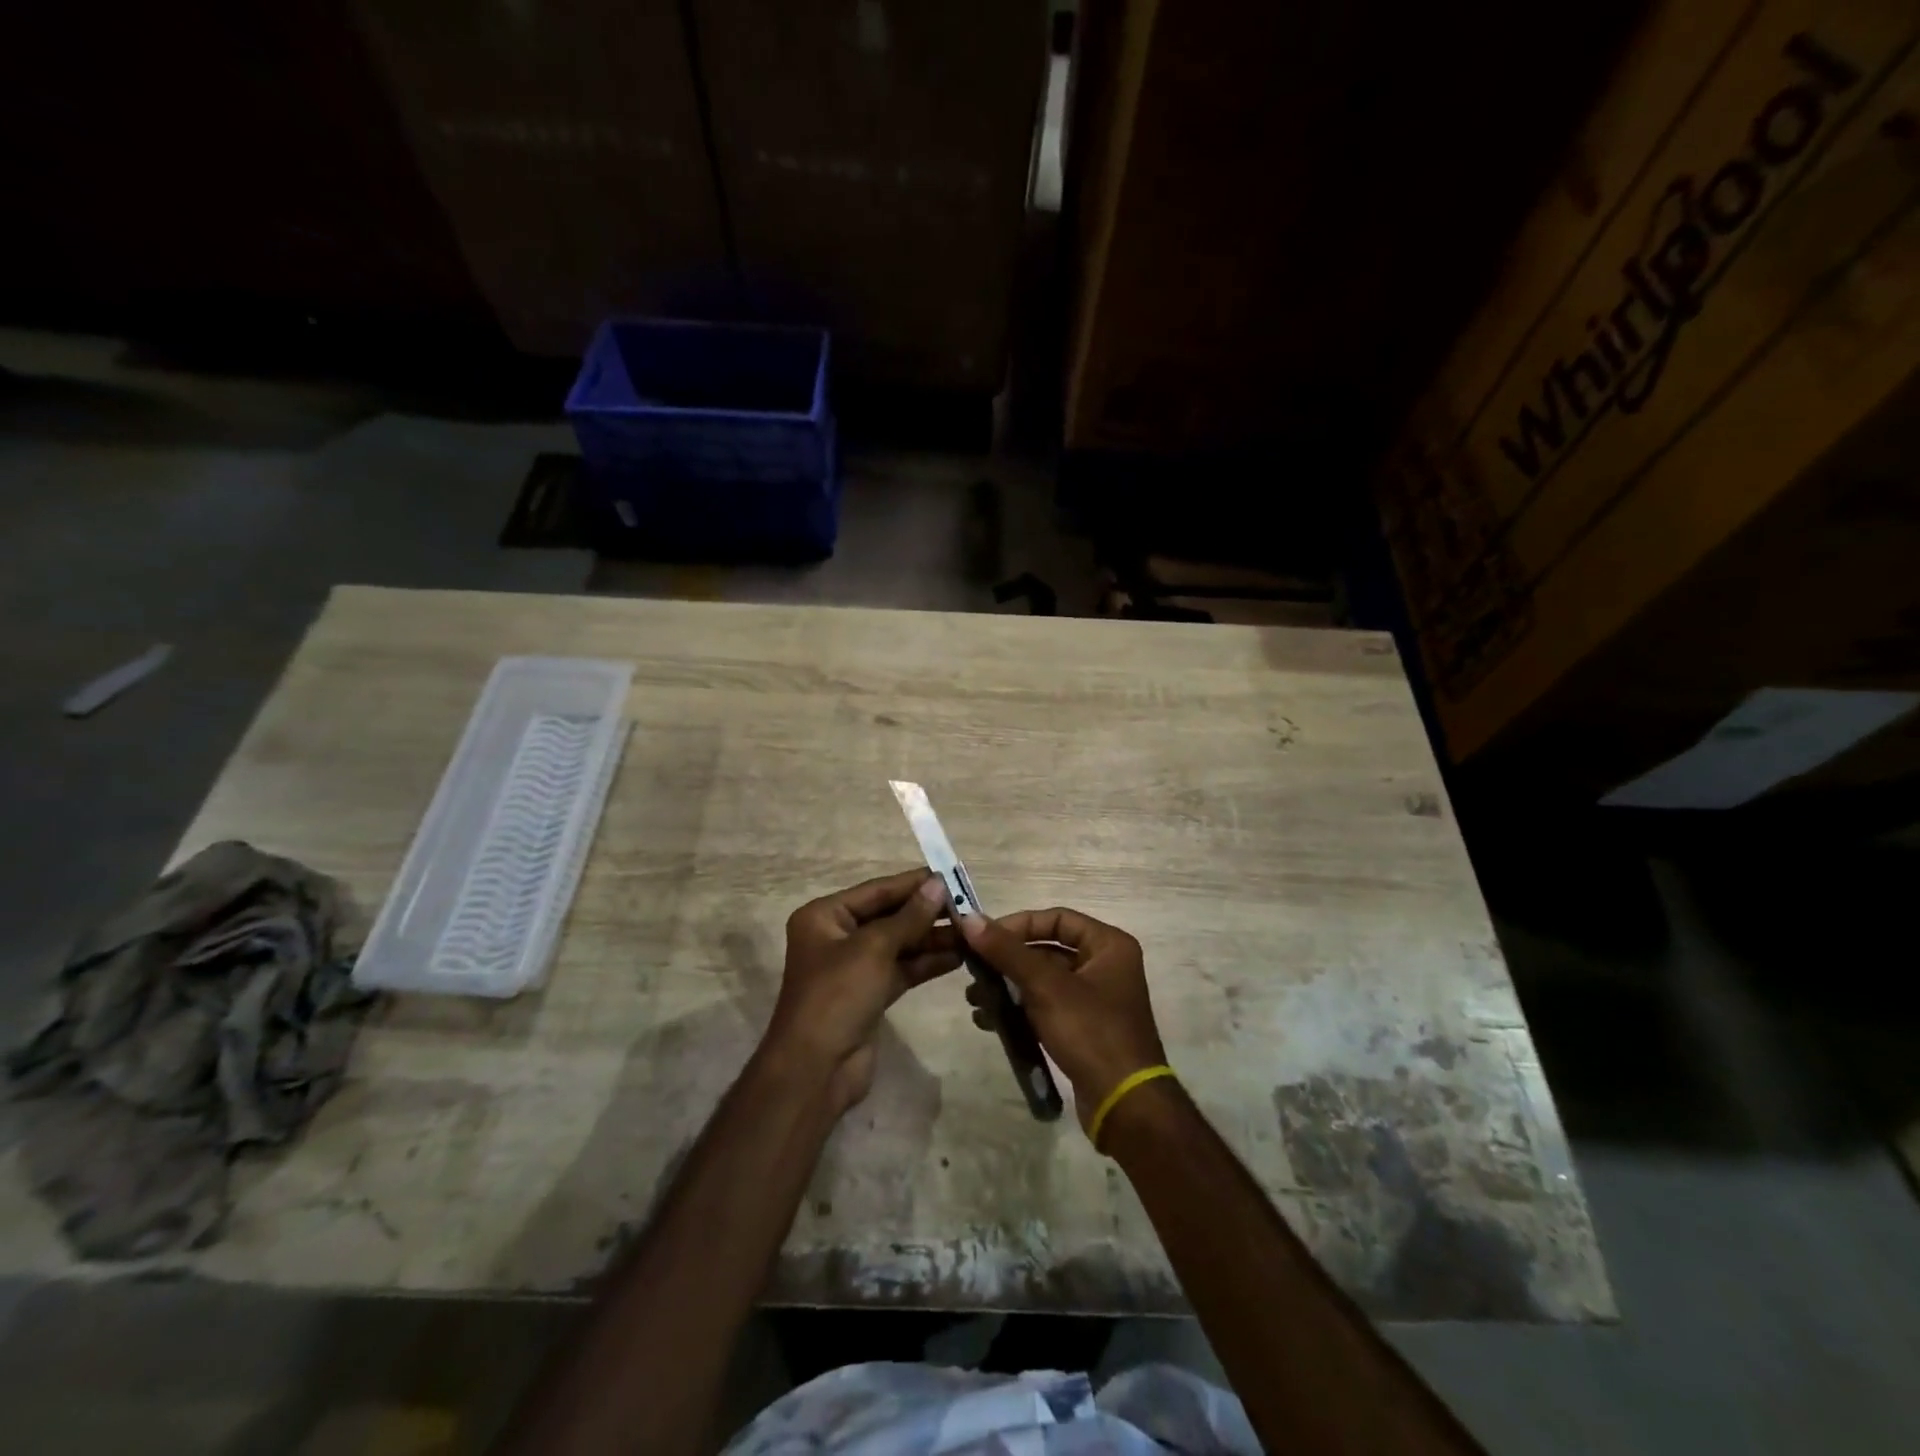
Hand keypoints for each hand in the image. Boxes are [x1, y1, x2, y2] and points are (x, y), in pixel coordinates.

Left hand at [765, 869, 958, 1113]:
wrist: (816, 1069)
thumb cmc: (837, 996)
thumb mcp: (873, 949)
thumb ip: (909, 917)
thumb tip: (938, 885)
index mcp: (825, 916)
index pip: (877, 891)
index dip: (913, 883)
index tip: (950, 875)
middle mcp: (837, 937)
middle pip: (889, 916)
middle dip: (926, 913)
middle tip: (967, 905)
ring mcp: (854, 967)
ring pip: (899, 944)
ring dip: (932, 938)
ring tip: (970, 931)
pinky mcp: (870, 994)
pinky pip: (902, 969)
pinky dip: (927, 963)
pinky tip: (958, 957)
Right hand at [956, 908, 1167, 1137]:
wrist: (1124, 1104)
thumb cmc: (1091, 1032)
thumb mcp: (1046, 987)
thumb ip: (1007, 951)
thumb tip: (969, 919)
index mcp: (1109, 945)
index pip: (1057, 918)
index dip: (1019, 925)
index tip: (984, 939)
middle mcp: (1106, 966)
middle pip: (1048, 949)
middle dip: (1008, 960)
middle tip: (974, 970)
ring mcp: (1097, 999)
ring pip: (1044, 980)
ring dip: (1009, 986)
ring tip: (975, 998)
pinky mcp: (1086, 1028)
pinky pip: (1047, 1006)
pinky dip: (1021, 1009)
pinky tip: (990, 1020)